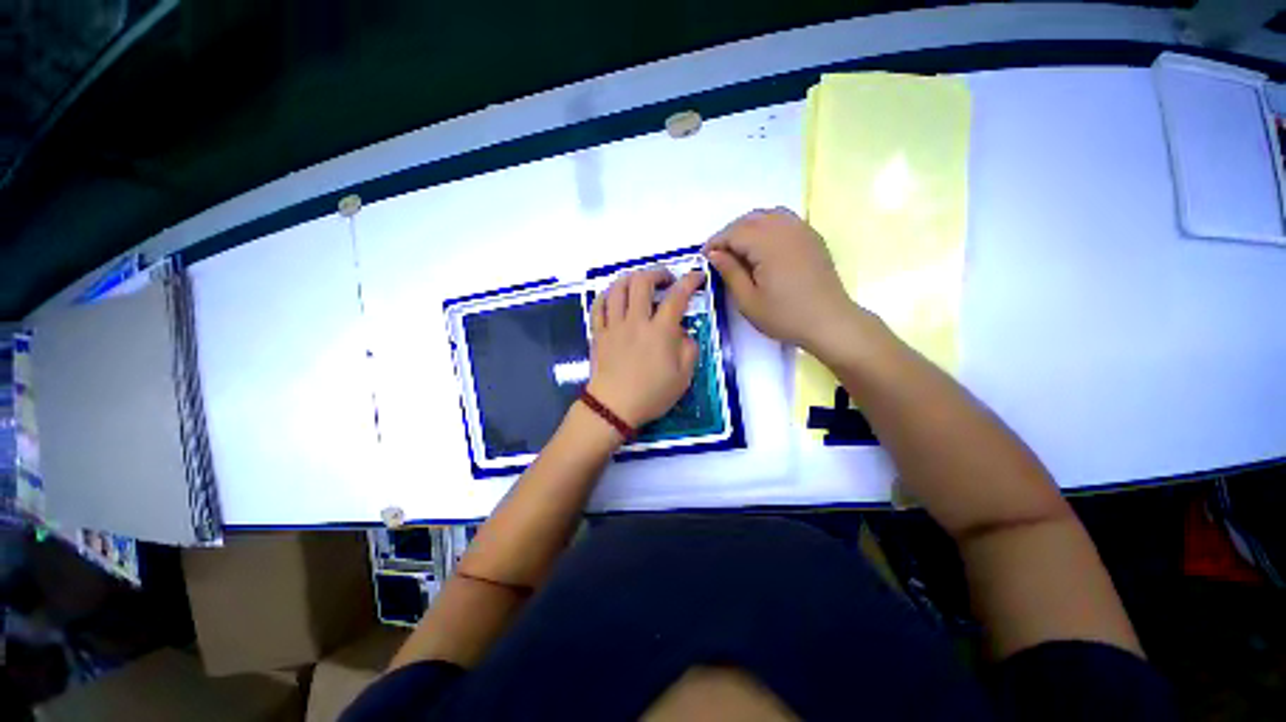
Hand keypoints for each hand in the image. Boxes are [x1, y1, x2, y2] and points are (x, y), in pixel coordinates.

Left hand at [585, 268, 703, 428]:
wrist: (614, 408)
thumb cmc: (652, 395)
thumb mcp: (684, 377)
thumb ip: (689, 349)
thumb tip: (683, 333)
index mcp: (661, 331)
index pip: (677, 296)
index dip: (690, 281)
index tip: (697, 277)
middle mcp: (636, 321)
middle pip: (642, 281)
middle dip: (658, 273)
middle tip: (666, 281)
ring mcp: (614, 325)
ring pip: (618, 288)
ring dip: (631, 278)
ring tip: (640, 284)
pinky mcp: (598, 333)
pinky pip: (599, 305)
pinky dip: (607, 294)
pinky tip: (615, 296)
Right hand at [703, 208, 863, 355]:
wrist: (829, 322)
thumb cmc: (785, 316)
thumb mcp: (748, 300)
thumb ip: (730, 272)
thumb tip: (714, 254)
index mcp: (768, 244)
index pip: (734, 232)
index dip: (716, 242)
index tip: (704, 257)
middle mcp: (785, 229)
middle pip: (750, 219)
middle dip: (730, 233)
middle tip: (719, 255)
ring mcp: (802, 230)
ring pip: (768, 215)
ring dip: (748, 227)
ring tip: (739, 249)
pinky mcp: (811, 237)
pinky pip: (784, 220)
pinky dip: (768, 226)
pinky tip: (763, 246)